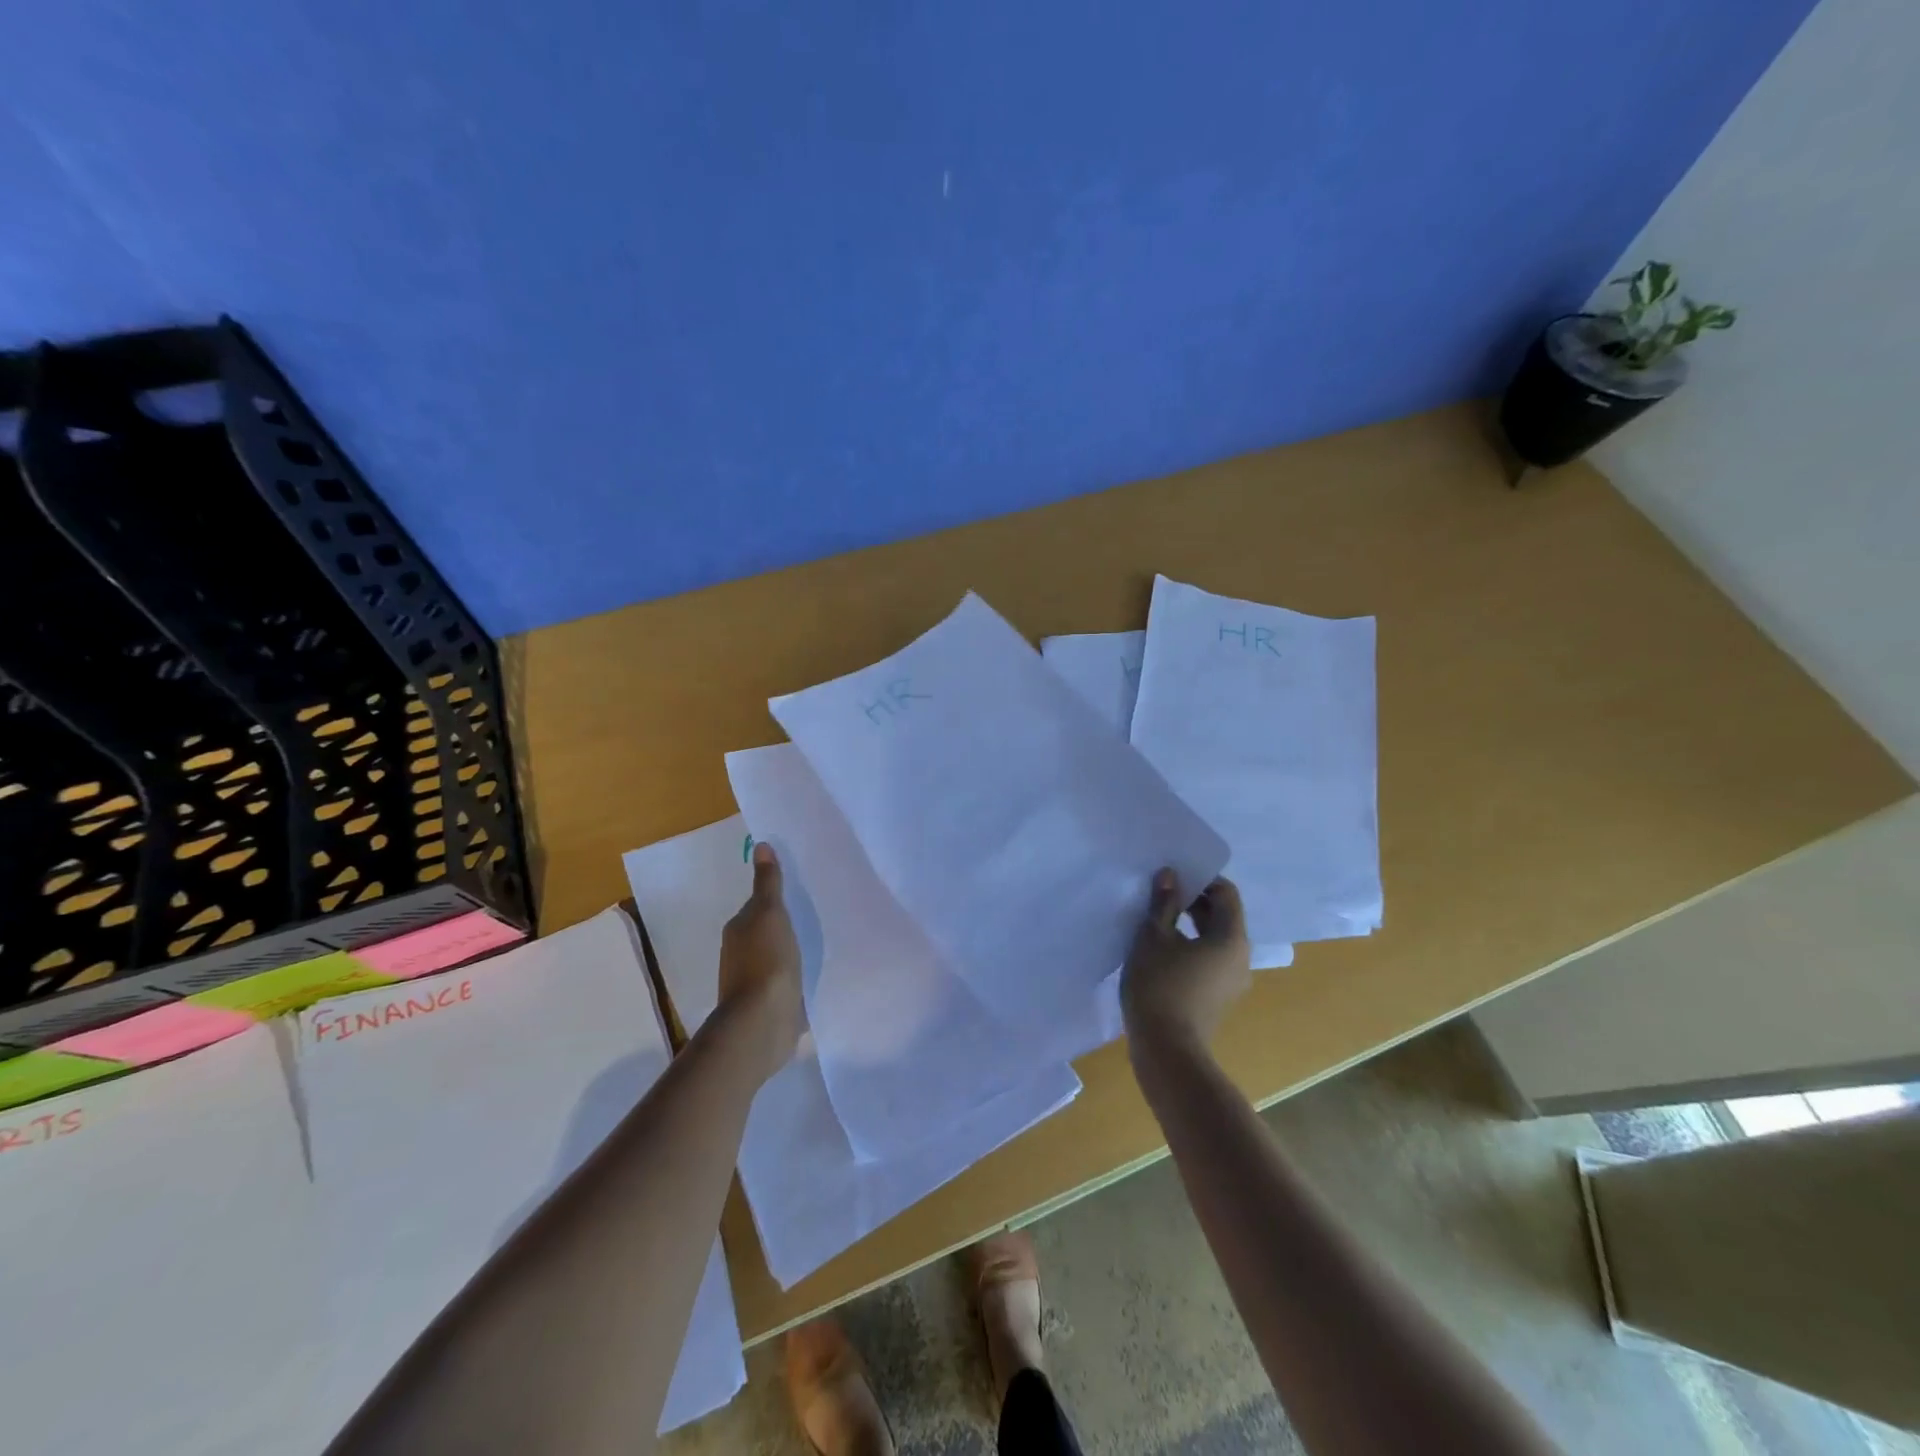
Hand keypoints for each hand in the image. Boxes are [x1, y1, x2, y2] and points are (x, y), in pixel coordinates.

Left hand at [715, 842, 804, 1082]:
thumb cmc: (766, 961)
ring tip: (818, 943)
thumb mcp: (769, 913)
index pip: (758, 906)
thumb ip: (768, 883)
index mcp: (738, 930)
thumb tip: (761, 846)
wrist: (762, 1022)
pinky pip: (784, 982)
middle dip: (783, 925)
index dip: (775, 899)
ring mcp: (753, 982)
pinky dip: (795, 975)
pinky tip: (813, 974)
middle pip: (764, 931)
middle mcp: (740, 954)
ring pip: (775, 957)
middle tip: (814, 913)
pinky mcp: (769, 1004)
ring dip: (790, 951)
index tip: (799, 893)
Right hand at [1120, 869, 1251, 1053]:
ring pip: (1215, 939)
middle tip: (1161, 893)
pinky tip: (1162, 949)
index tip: (1172, 877)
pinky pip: (1209, 959)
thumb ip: (1164, 902)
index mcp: (1231, 938)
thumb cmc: (1160, 985)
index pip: (1226, 893)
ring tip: (1157, 919)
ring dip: (1190, 924)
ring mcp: (1232, 980)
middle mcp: (1240, 957)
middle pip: (1222, 916)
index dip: (1201, 879)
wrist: (1166, 1050)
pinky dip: (1191, 946)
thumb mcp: (1154, 936)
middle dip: (1194, 901)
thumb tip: (1170, 875)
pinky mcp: (1218, 997)